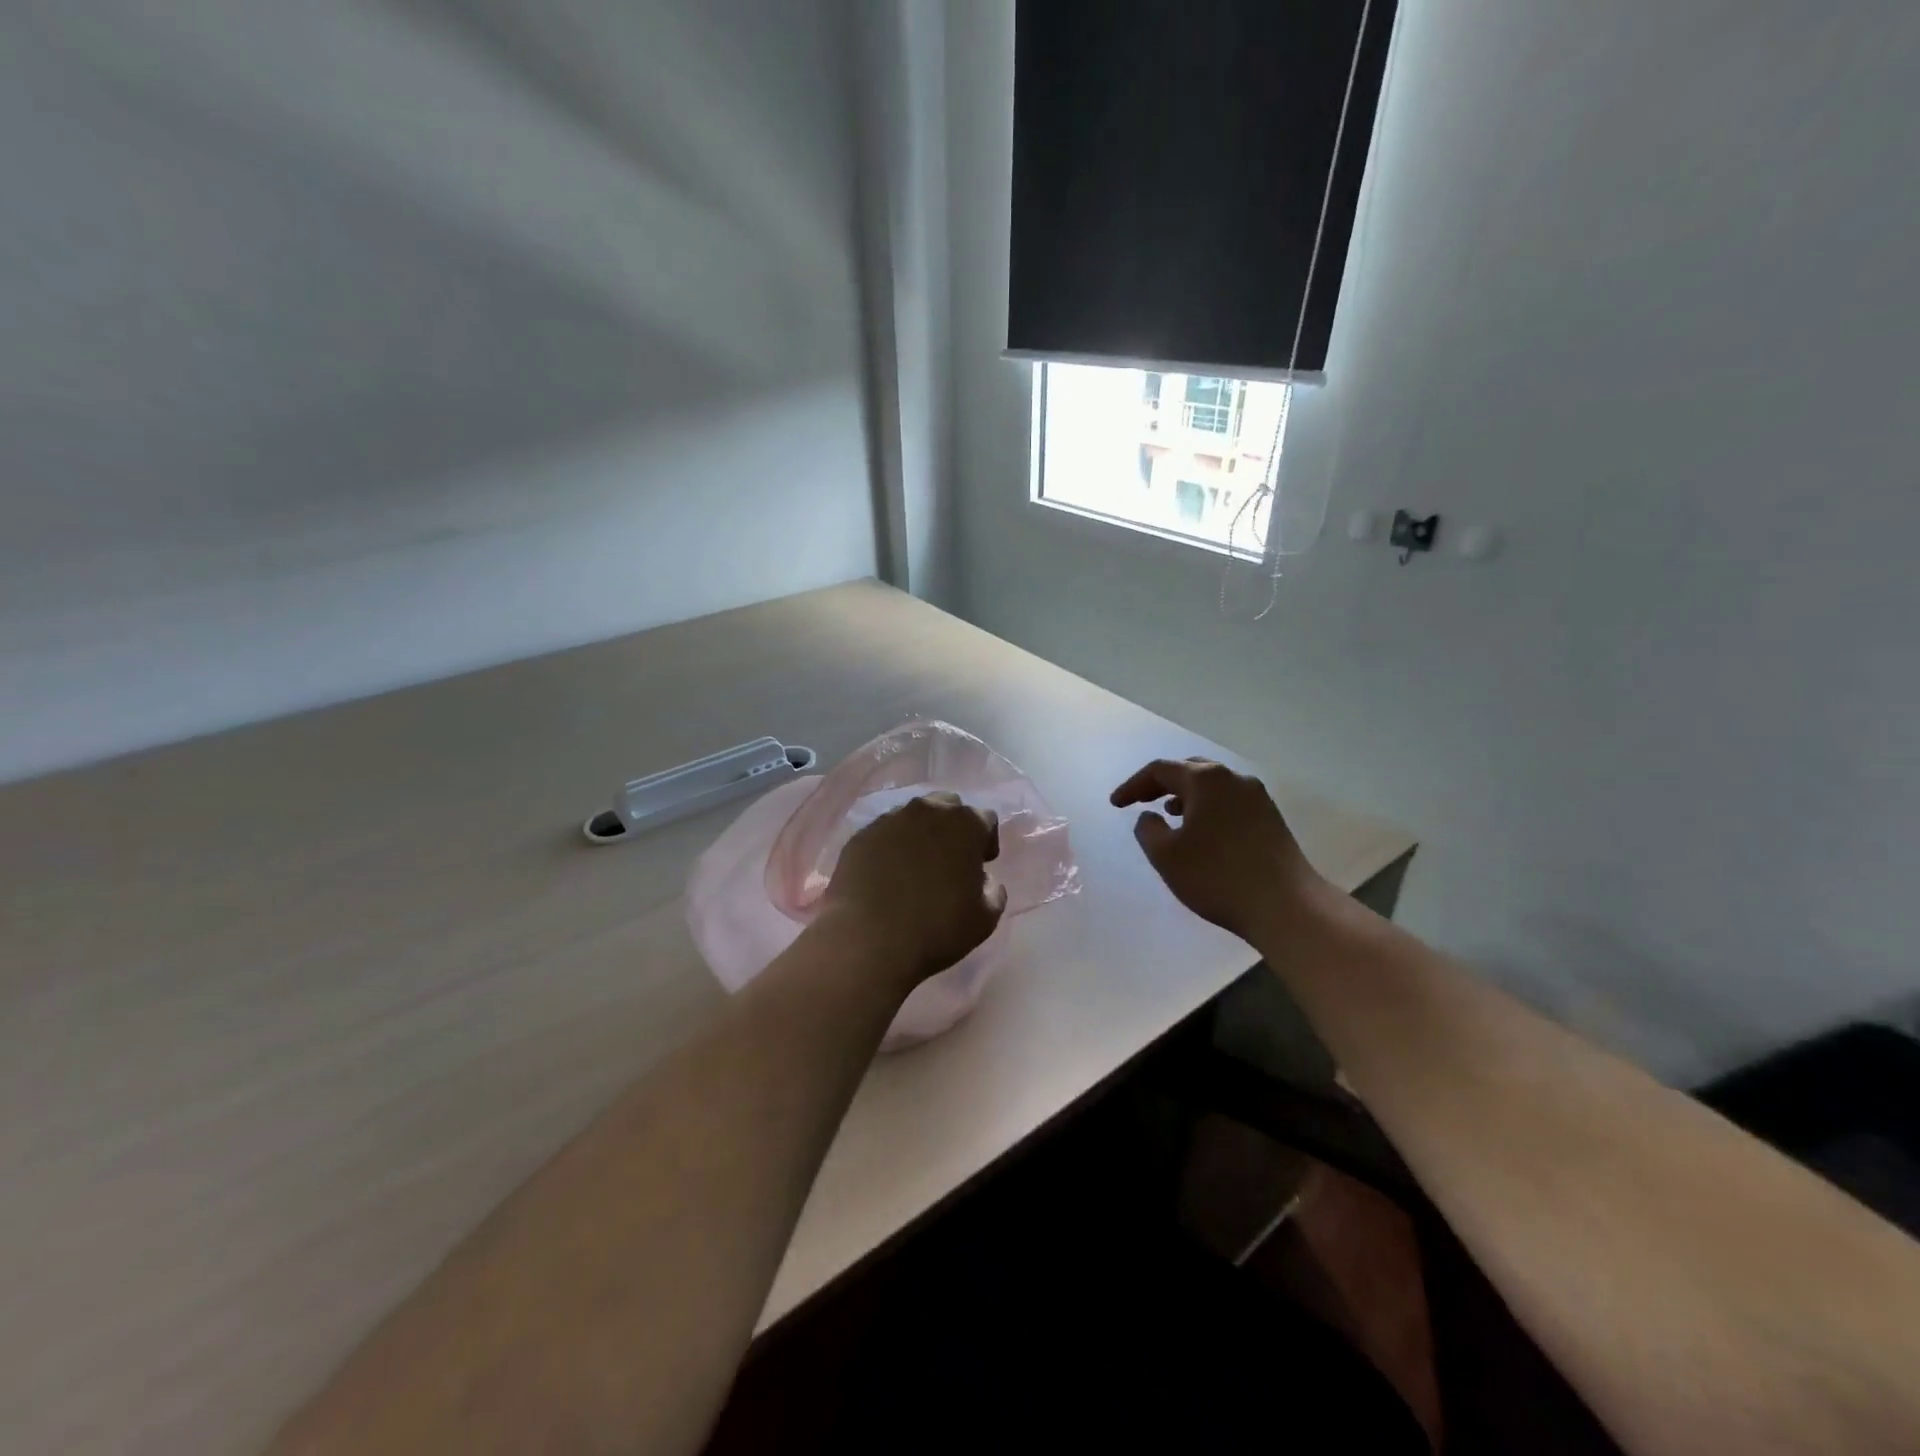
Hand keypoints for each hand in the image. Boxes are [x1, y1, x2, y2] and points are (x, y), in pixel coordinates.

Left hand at [820, 792, 1007, 987]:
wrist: (869, 941)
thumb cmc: (936, 929)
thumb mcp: (985, 919)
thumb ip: (993, 890)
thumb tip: (983, 880)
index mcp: (965, 824)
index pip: (985, 819)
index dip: (986, 841)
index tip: (981, 864)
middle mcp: (928, 810)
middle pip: (948, 807)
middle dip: (953, 828)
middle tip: (950, 860)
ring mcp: (890, 819)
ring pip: (913, 816)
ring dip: (920, 834)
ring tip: (915, 866)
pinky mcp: (861, 835)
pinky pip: (884, 833)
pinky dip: (890, 846)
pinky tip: (886, 875)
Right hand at [1110, 757, 1323, 943]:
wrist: (1286, 905)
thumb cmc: (1217, 876)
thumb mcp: (1166, 855)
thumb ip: (1147, 830)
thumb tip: (1150, 817)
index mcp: (1206, 779)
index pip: (1160, 770)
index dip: (1133, 785)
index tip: (1116, 804)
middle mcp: (1233, 779)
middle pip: (1190, 770)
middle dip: (1161, 784)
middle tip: (1141, 800)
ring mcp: (1257, 797)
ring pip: (1212, 785)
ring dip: (1186, 795)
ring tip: (1169, 814)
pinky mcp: (1271, 818)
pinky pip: (1229, 801)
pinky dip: (1208, 807)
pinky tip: (1202, 831)